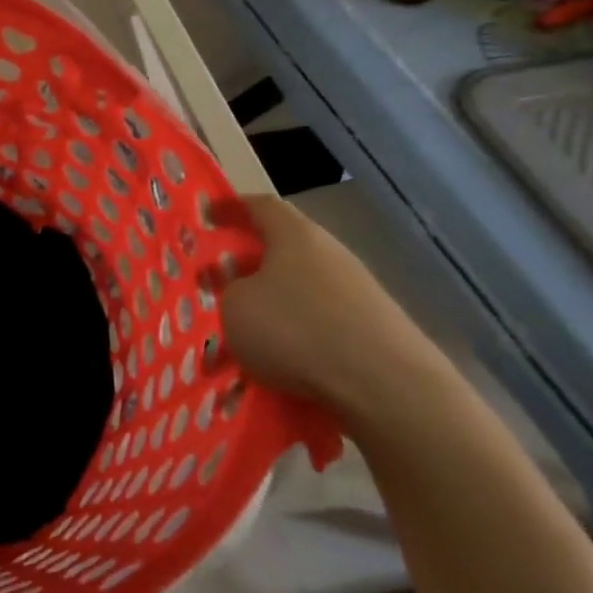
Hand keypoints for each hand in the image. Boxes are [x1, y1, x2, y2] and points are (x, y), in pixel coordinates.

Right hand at [215, 195, 447, 415]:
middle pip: (283, 248)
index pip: (260, 206)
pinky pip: (318, 321)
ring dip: (270, 301)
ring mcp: (357, 291)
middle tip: (216, 278)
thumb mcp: (235, 306)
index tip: (206, 214)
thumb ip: (230, 289)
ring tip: (241, 327)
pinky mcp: (371, 328)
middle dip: (248, 262)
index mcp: (296, 236)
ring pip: (299, 287)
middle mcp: (330, 254)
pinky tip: (276, 358)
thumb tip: (244, 290)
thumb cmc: (295, 330)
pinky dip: (293, 332)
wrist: (386, 385)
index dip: (231, 207)